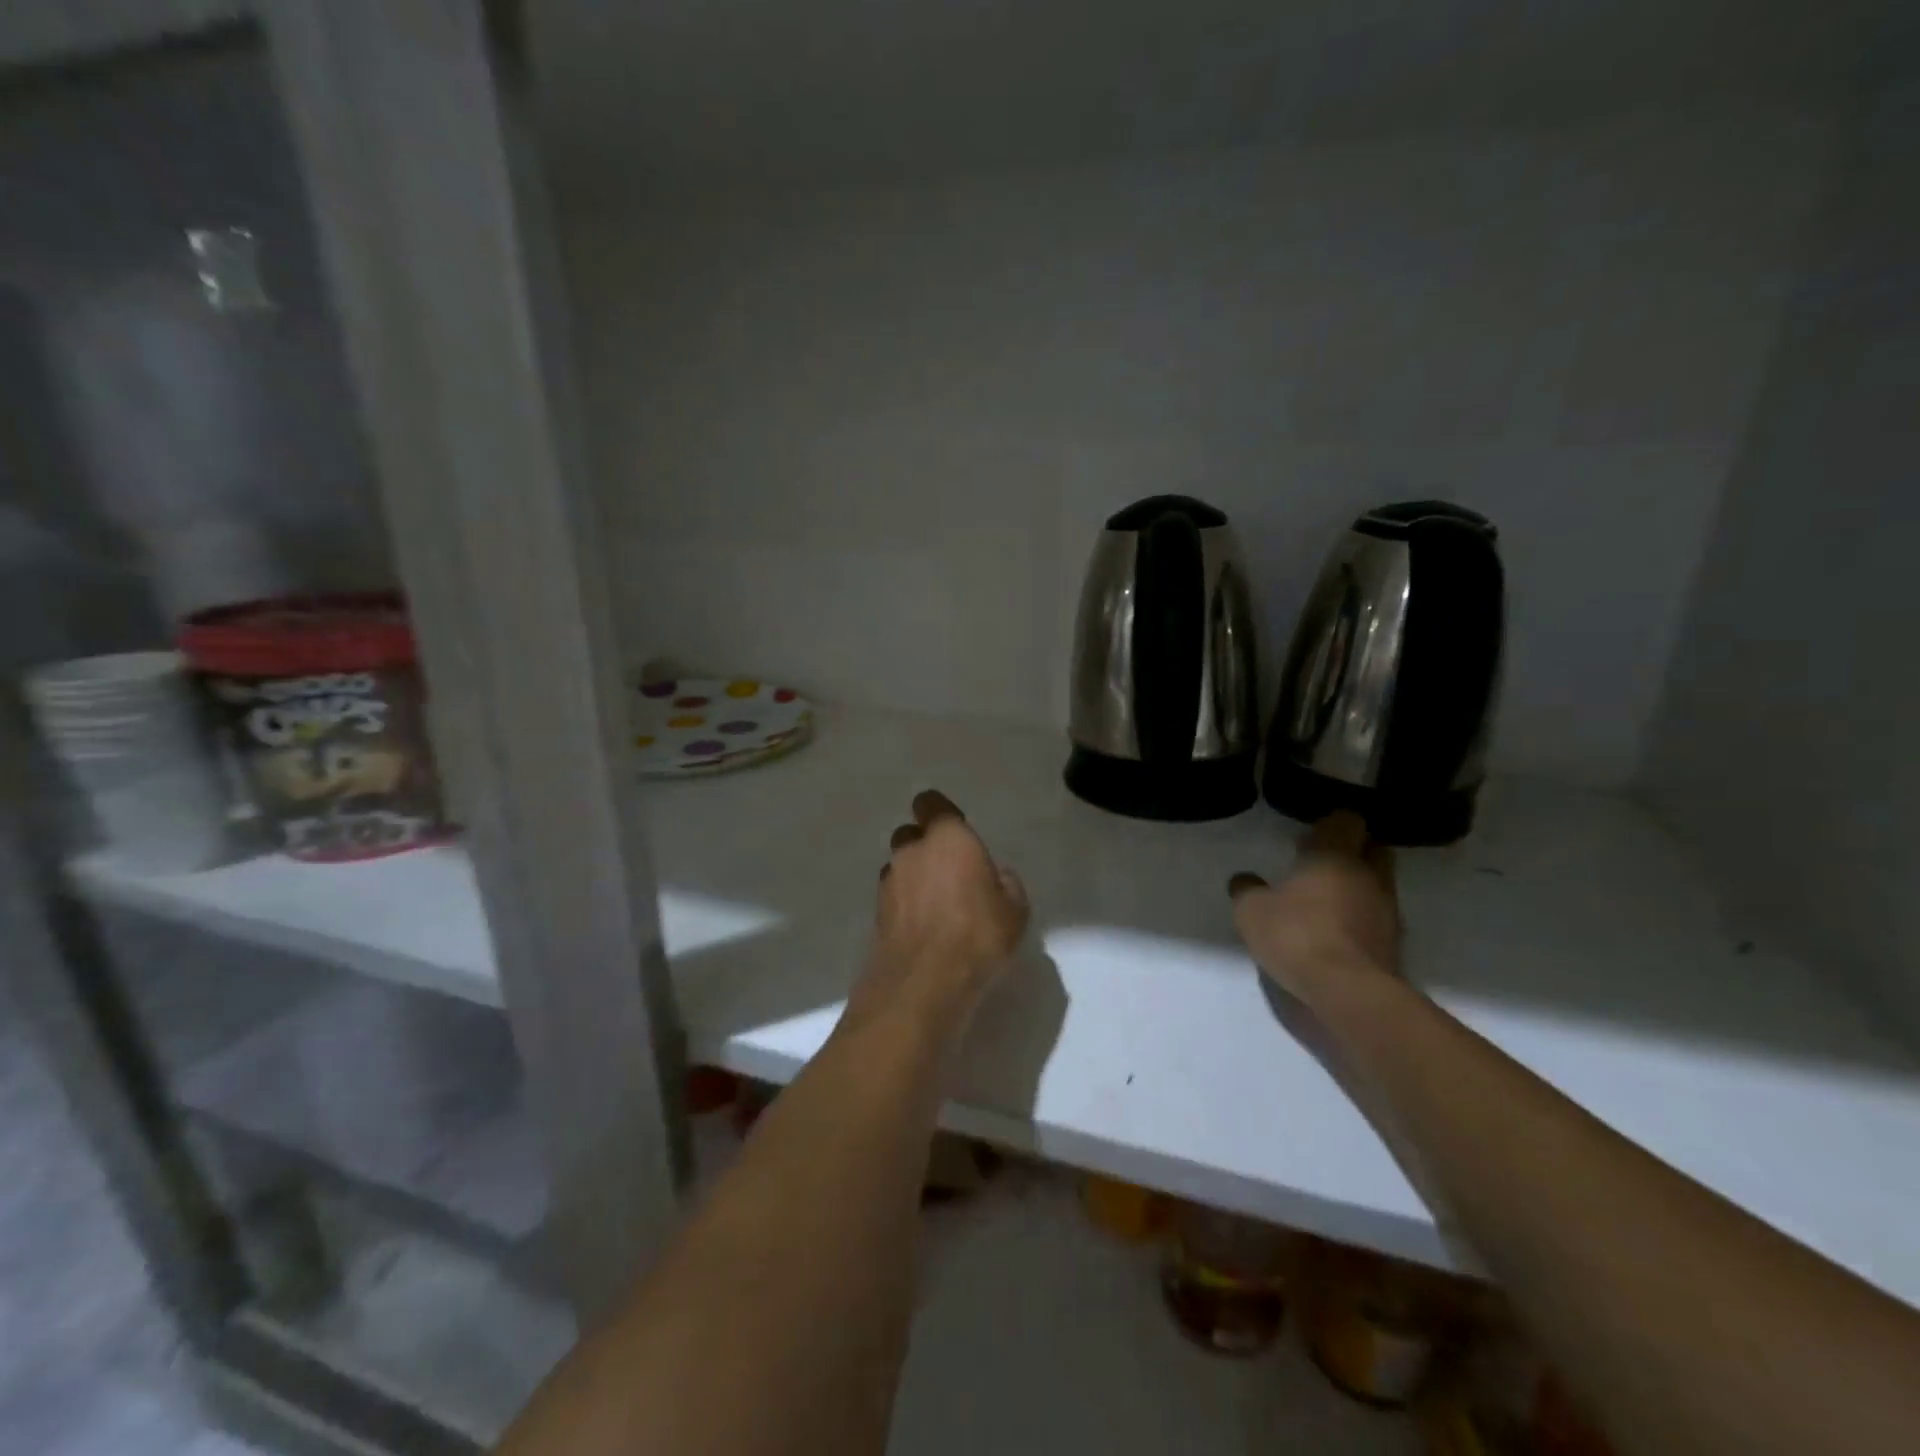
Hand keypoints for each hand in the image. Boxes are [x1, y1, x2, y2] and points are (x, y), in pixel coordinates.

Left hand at [847, 790, 1029, 1034]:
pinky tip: (924, 929)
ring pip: (899, 866)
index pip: (931, 804)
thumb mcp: (1014, 911)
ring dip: (913, 877)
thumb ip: (1006, 884)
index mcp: (947, 838)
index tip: (955, 830)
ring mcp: (889, 882)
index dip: (940, 813)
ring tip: (937, 906)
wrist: (923, 983)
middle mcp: (911, 851)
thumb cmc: (977, 934)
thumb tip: (996, 876)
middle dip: (925, 847)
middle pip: (911, 835)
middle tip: (950, 872)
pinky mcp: (876, 913)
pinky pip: (894, 897)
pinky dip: (905, 905)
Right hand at [1229, 812, 1400, 1007]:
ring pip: (1377, 883)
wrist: (1347, 991)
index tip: (1308, 837)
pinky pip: (1378, 916)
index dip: (1330, 825)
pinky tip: (1336, 932)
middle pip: (1372, 848)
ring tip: (1326, 902)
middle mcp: (1368, 874)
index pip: (1347, 820)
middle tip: (1321, 864)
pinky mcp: (1394, 942)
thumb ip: (1247, 889)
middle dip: (1352, 851)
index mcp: (1335, 854)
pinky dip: (1361, 918)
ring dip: (1357, 886)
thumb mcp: (1251, 911)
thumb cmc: (1296, 935)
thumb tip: (1244, 879)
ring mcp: (1387, 909)